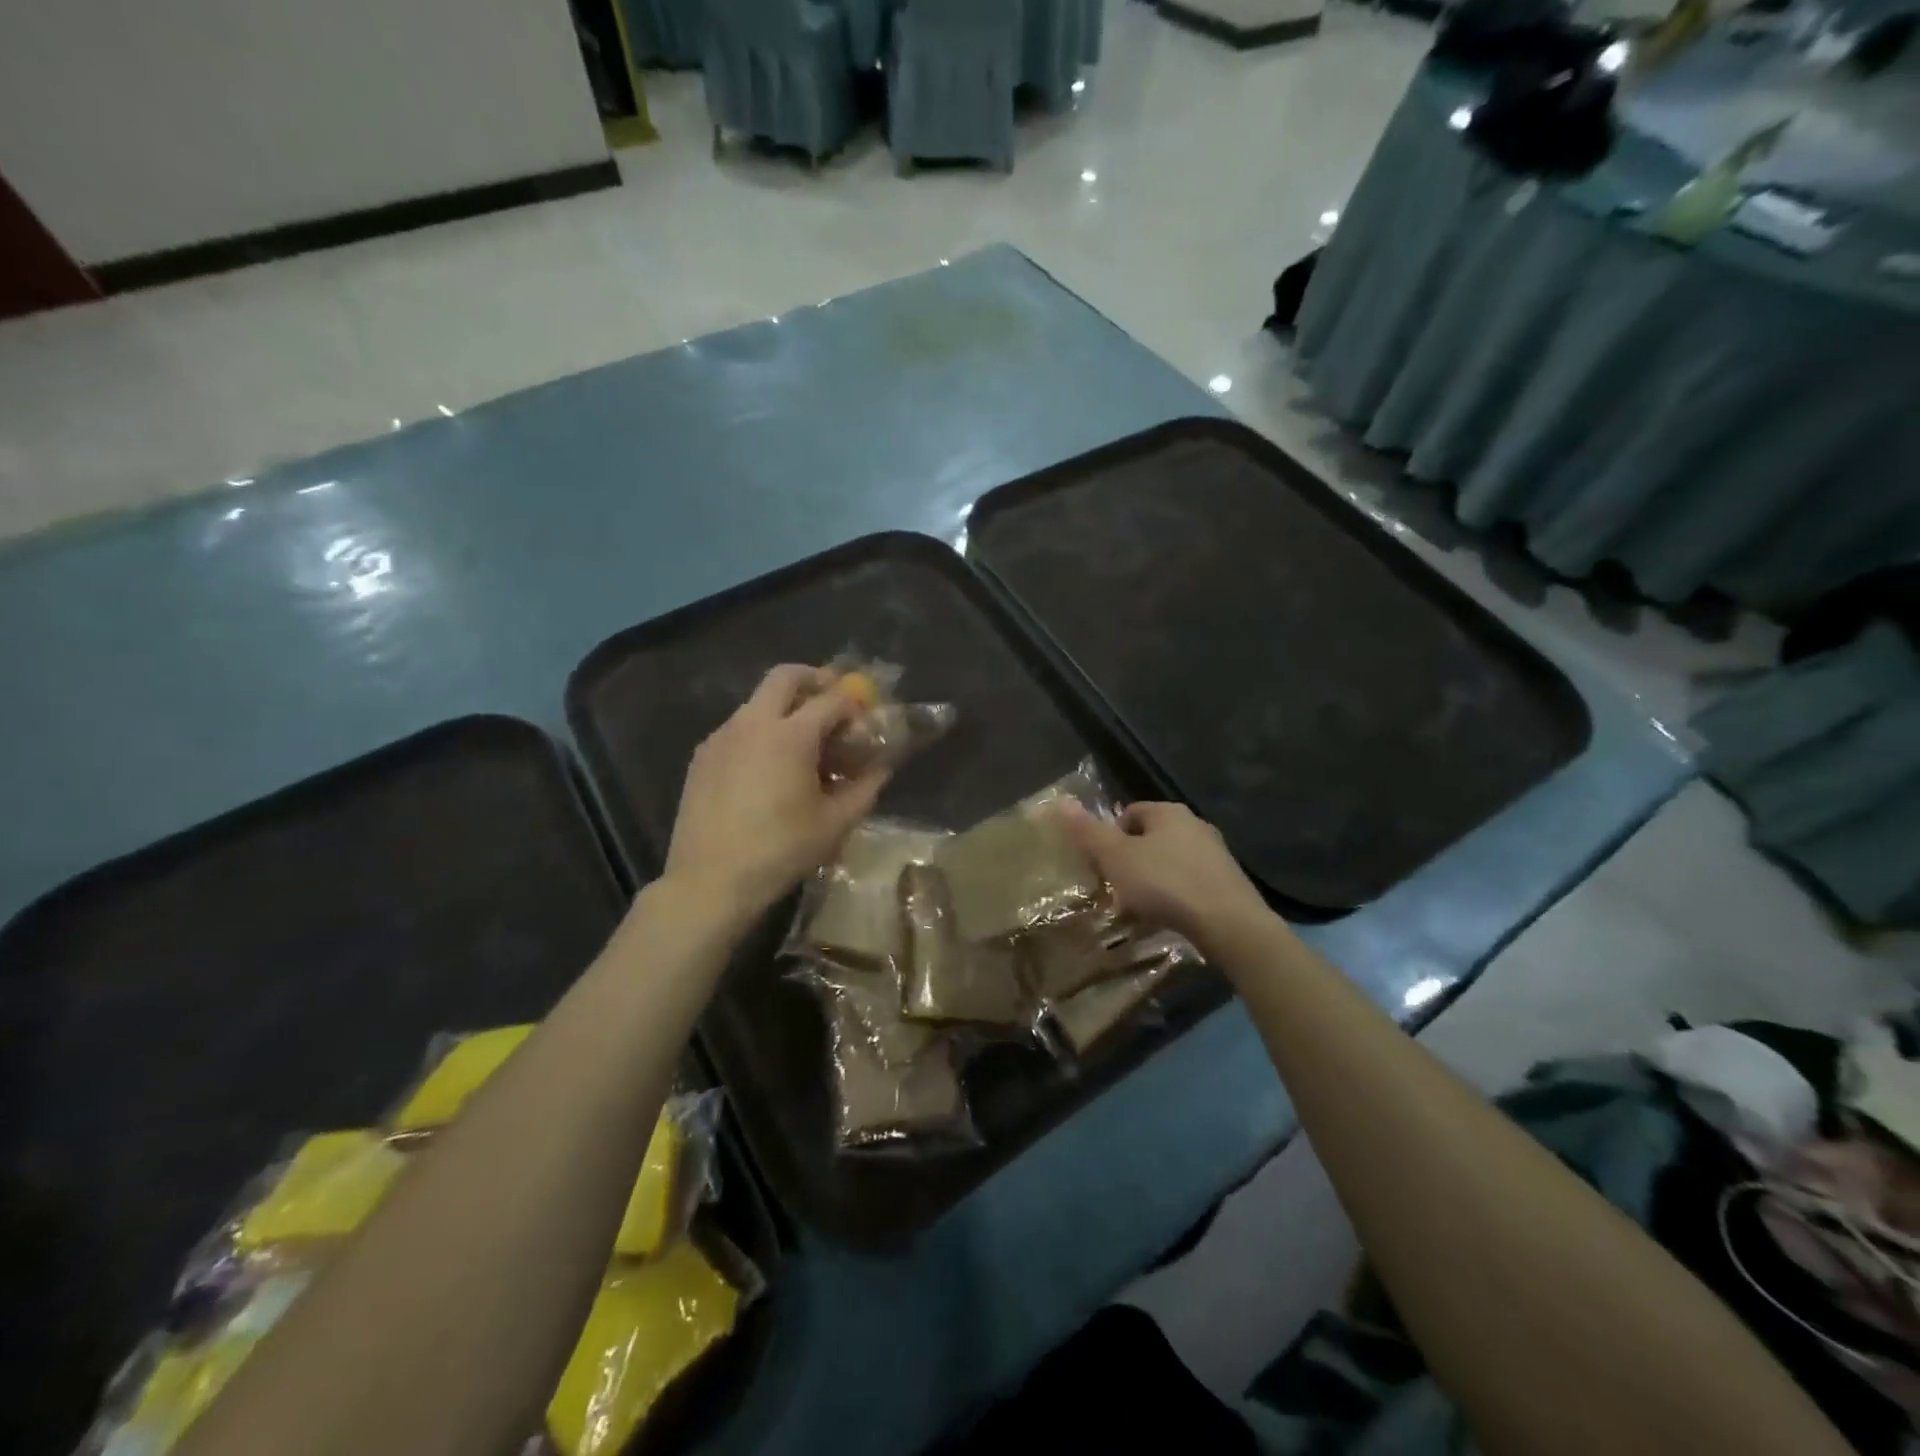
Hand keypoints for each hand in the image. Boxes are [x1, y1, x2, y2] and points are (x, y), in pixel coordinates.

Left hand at [663, 665, 889, 921]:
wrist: (710, 880)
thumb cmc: (781, 851)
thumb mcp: (835, 823)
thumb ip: (864, 788)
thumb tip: (882, 768)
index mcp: (791, 735)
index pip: (832, 699)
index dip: (854, 706)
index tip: (864, 724)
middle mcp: (753, 723)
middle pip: (786, 676)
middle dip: (814, 679)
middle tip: (831, 702)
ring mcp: (722, 736)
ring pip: (757, 701)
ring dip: (785, 708)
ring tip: (801, 746)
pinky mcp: (702, 756)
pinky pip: (737, 728)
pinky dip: (760, 732)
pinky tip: (767, 769)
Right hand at [1055, 800, 1267, 946]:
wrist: (1229, 923)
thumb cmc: (1165, 883)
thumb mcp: (1116, 857)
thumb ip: (1087, 831)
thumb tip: (1060, 801)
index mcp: (1168, 812)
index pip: (1130, 812)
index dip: (1111, 836)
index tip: (1102, 865)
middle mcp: (1195, 824)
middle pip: (1151, 837)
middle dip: (1132, 859)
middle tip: (1117, 887)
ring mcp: (1216, 854)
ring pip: (1172, 861)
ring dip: (1155, 879)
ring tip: (1141, 906)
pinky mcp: (1229, 883)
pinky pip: (1191, 883)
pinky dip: (1176, 895)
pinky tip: (1169, 916)